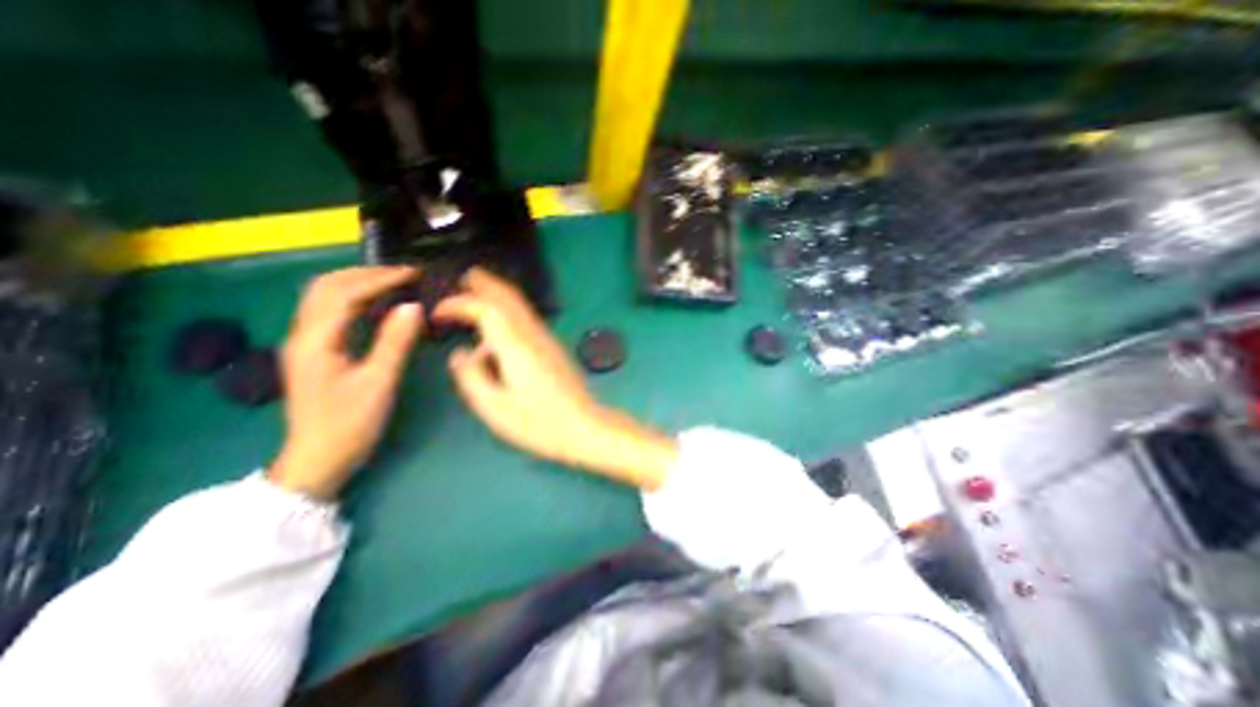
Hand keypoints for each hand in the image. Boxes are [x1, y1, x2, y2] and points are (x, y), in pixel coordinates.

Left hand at [264, 265, 422, 500]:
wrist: (317, 459)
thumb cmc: (350, 423)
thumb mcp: (379, 382)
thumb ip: (395, 342)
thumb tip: (413, 306)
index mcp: (317, 341)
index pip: (346, 293)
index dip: (381, 279)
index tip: (413, 274)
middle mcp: (303, 334)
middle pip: (326, 286)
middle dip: (365, 273)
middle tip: (403, 274)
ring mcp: (304, 343)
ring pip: (323, 296)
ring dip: (356, 282)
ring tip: (391, 283)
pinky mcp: (312, 352)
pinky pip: (328, 311)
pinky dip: (351, 298)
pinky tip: (374, 305)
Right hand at [430, 269, 672, 488]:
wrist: (585, 426)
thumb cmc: (539, 423)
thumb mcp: (495, 408)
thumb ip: (472, 377)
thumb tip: (461, 353)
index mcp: (516, 346)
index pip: (486, 308)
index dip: (459, 303)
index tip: (438, 313)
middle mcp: (533, 335)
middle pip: (508, 296)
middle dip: (484, 282)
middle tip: (460, 277)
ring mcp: (547, 339)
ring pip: (519, 305)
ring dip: (496, 295)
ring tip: (472, 297)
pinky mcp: (553, 348)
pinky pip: (526, 320)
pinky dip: (507, 312)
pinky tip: (496, 329)